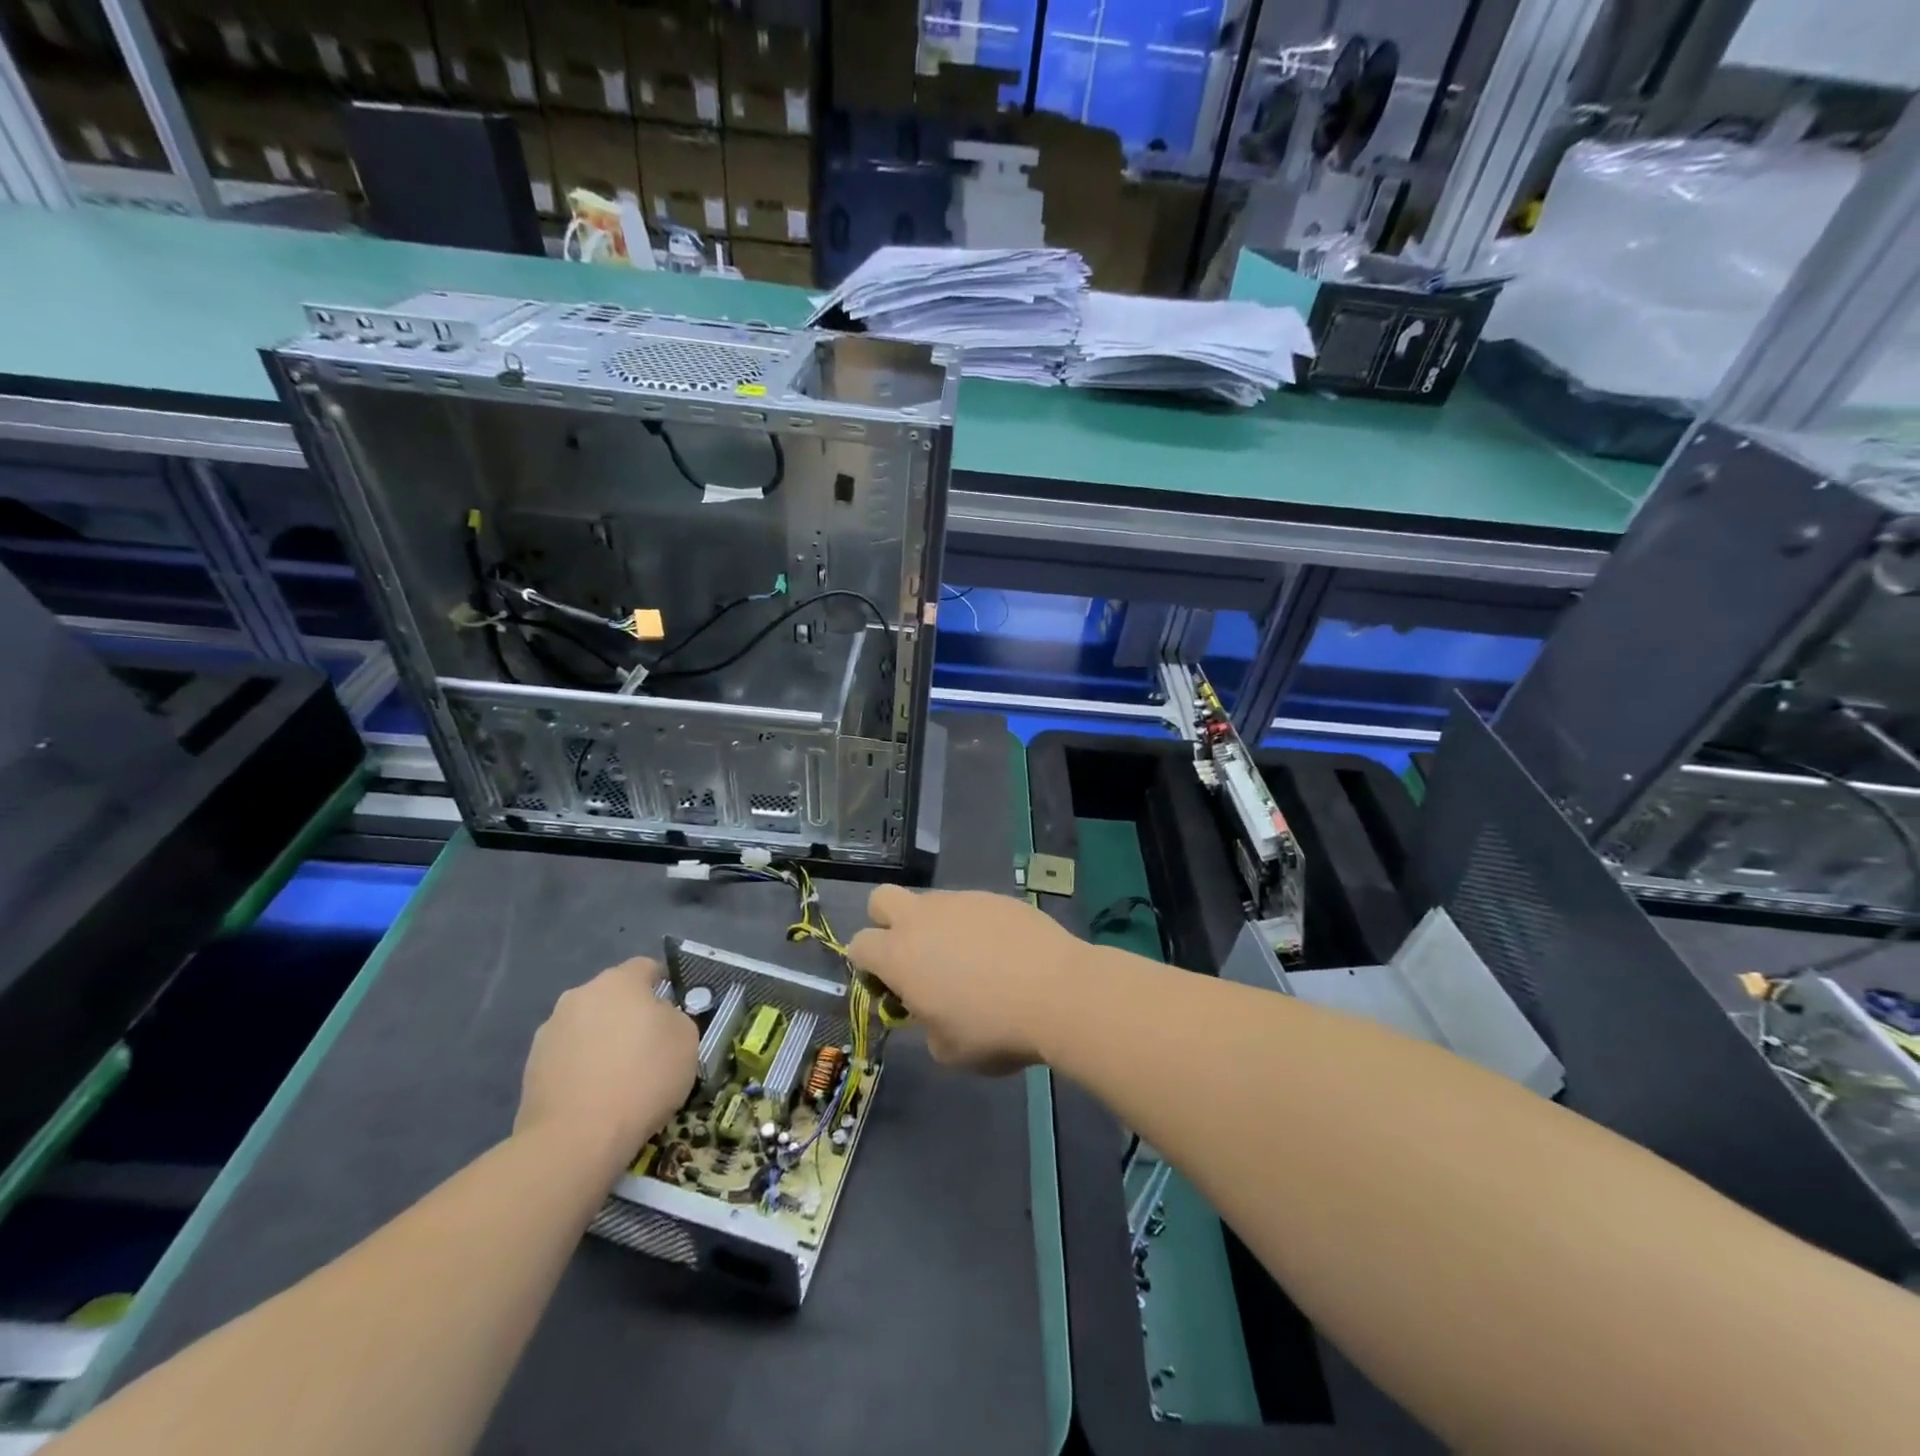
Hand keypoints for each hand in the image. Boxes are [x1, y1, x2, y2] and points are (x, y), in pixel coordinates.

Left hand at [515, 958, 696, 1174]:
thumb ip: (674, 1017)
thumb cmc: (642, 1077)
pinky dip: (582, 1069)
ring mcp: (550, 1031)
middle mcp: (579, 996)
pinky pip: (568, 1058)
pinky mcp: (530, 1068)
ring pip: (588, 1027)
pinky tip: (595, 1096)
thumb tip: (658, 1018)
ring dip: (602, 1041)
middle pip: (613, 997)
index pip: (646, 968)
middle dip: (629, 1014)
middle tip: (649, 1047)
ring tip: (619, 1078)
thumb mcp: (686, 1039)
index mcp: (619, 981)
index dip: (664, 986)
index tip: (674, 1013)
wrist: (575, 1139)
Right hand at [848, 887, 1083, 1071]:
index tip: (892, 990)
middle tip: (914, 958)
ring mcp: (961, 901)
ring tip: (970, 962)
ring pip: (930, 902)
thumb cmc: (994, 1029)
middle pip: (881, 900)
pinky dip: (975, 926)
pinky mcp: (995, 897)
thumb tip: (932, 1010)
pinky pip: (971, 907)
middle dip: (886, 924)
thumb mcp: (948, 1050)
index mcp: (899, 955)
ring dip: (936, 927)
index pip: (858, 945)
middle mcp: (923, 918)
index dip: (868, 967)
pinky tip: (1002, 954)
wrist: (1058, 991)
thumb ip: (926, 1024)